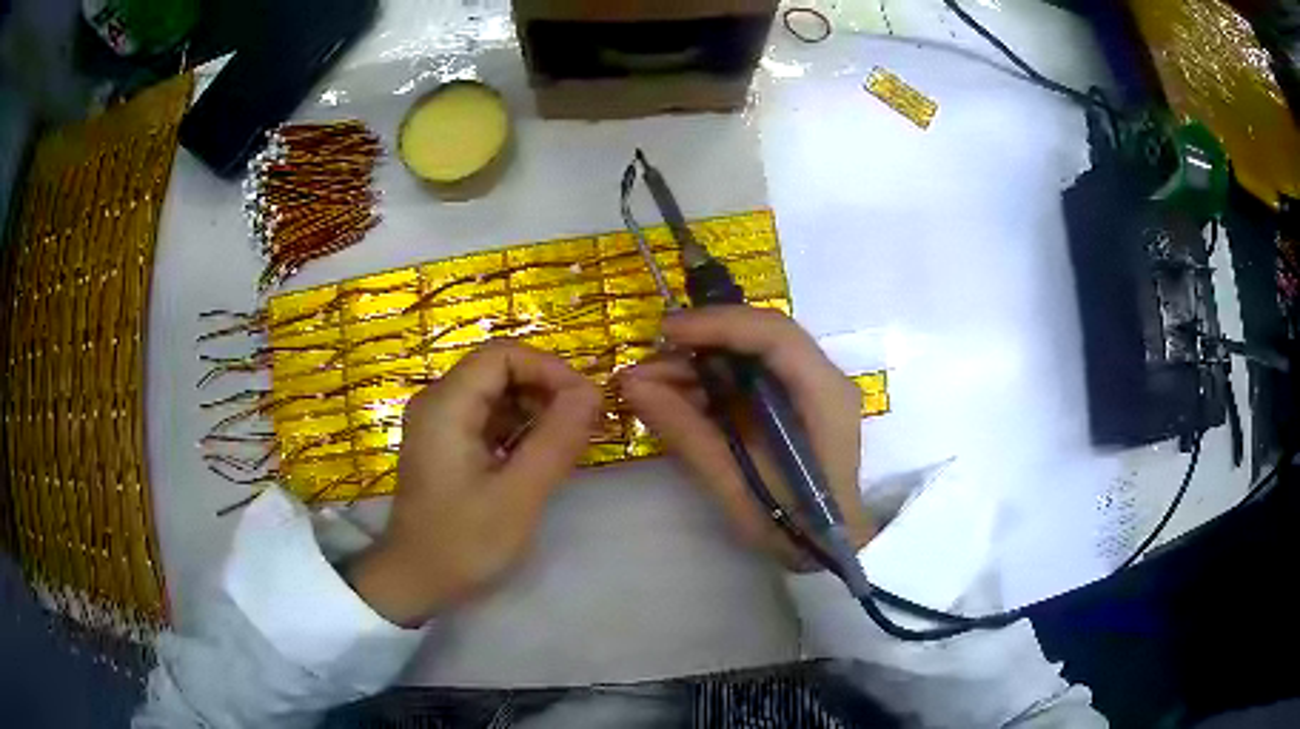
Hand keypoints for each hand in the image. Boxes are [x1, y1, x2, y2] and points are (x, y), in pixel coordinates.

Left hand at [348, 341, 599, 626]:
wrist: (416, 581)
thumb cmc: (463, 542)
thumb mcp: (518, 495)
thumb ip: (556, 440)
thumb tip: (592, 392)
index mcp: (446, 405)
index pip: (503, 355)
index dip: (550, 368)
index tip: (587, 401)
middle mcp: (438, 401)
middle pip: (499, 368)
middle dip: (546, 388)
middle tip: (586, 423)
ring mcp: (439, 422)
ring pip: (497, 391)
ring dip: (536, 407)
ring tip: (569, 441)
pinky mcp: (446, 442)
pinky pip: (489, 416)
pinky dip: (520, 427)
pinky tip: (540, 455)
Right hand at [618, 306, 874, 570]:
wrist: (826, 546)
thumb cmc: (791, 525)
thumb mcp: (734, 486)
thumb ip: (687, 432)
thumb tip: (631, 384)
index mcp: (824, 396)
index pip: (775, 335)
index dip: (719, 325)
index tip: (666, 334)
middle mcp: (824, 378)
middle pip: (761, 334)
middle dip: (702, 340)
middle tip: (649, 359)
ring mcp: (811, 386)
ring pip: (751, 350)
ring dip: (700, 361)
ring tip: (650, 382)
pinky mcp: (795, 398)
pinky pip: (750, 373)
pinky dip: (711, 380)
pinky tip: (677, 395)